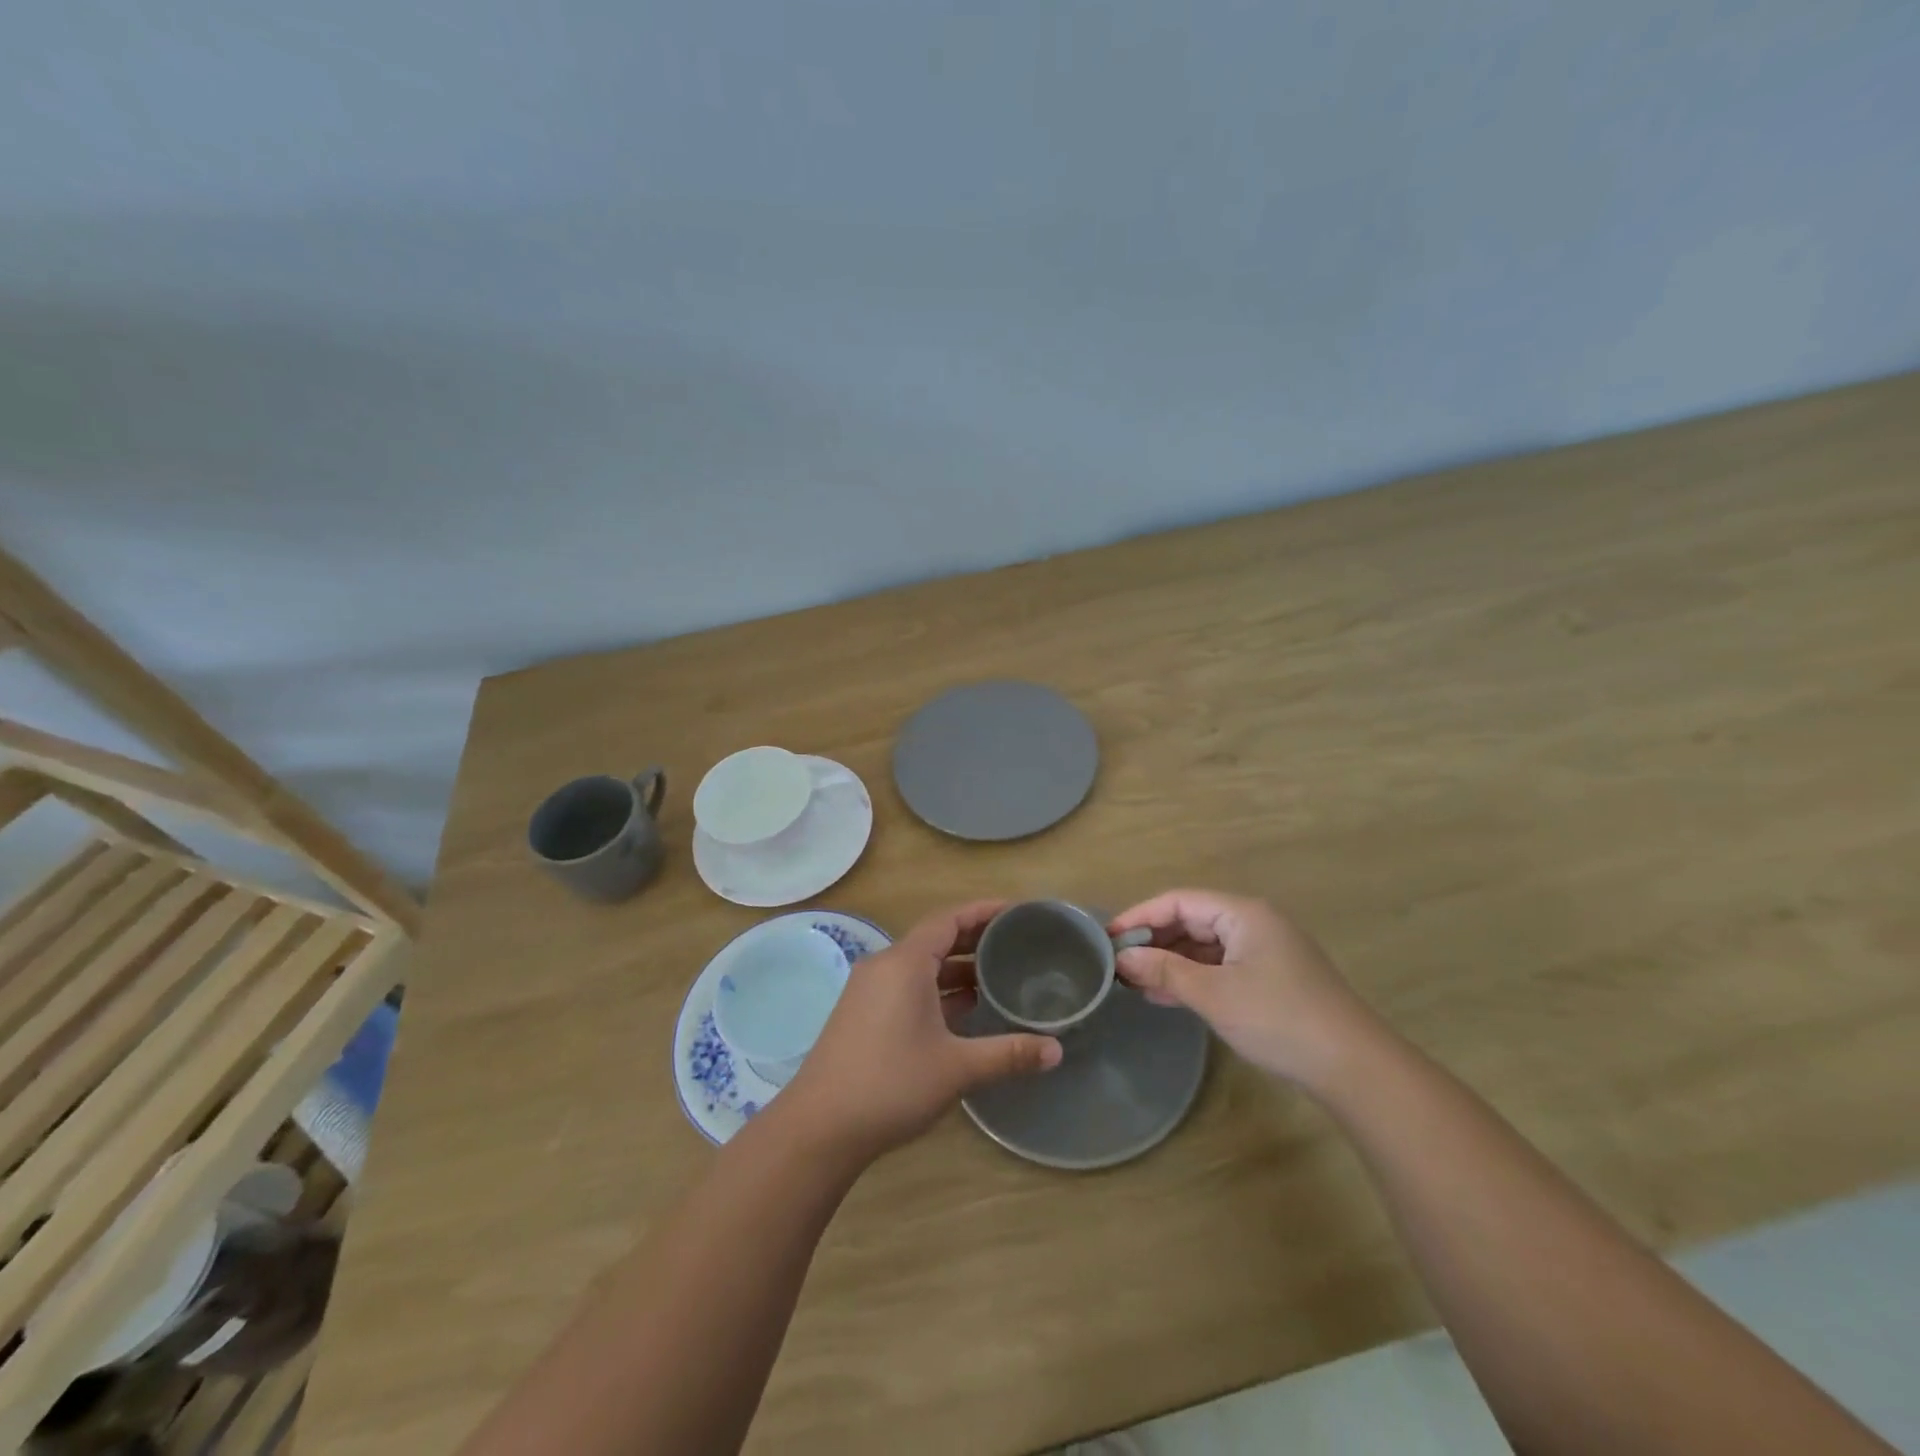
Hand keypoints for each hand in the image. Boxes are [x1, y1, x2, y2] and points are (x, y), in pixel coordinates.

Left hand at [783, 902, 1063, 1160]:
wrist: (820, 1128)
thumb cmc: (891, 1085)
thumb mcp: (957, 1068)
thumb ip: (1008, 1054)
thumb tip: (1057, 1050)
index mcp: (905, 963)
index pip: (949, 919)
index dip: (984, 911)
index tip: (1017, 911)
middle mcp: (885, 966)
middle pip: (935, 939)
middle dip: (975, 940)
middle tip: (1016, 944)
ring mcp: (869, 990)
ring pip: (921, 965)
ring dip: (956, 969)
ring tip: (998, 977)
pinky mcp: (862, 1013)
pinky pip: (907, 986)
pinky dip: (937, 989)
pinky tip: (963, 1010)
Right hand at [1109, 889, 1373, 1091]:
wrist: (1354, 1068)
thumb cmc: (1278, 1019)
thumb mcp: (1213, 994)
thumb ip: (1164, 971)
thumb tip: (1122, 959)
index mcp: (1243, 913)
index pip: (1178, 901)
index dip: (1139, 916)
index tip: (1107, 939)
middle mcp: (1254, 923)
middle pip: (1192, 919)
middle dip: (1153, 940)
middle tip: (1118, 963)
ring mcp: (1266, 951)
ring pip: (1205, 945)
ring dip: (1170, 961)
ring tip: (1134, 982)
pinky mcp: (1272, 978)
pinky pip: (1221, 966)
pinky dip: (1193, 976)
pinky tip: (1167, 996)